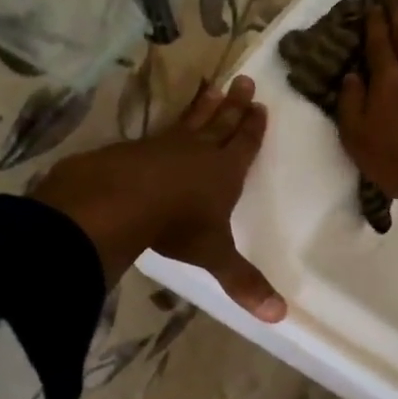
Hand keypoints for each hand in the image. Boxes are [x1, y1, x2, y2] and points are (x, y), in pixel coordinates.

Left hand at [32, 76, 286, 321]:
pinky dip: (167, 123)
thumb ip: (243, 283)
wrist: (118, 201)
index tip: (261, 107)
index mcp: (225, 173)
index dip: (253, 129)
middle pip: (221, 123)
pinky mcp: (135, 149)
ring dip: (204, 106)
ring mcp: (165, 146)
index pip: (244, 145)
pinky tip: (164, 125)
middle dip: (235, 105)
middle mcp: (199, 152)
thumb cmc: (176, 225)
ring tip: (213, 87)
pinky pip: (159, 131)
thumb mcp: (214, 256)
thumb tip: (280, 317)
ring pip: (191, 120)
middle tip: (245, 81)